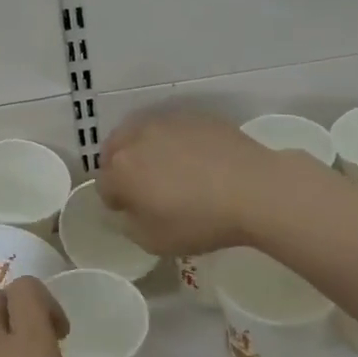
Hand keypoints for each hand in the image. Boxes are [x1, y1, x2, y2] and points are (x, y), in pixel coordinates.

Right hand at [97, 109, 291, 255]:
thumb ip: (128, 224)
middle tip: (149, 190)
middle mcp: (136, 137)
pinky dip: (175, 142)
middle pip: (115, 151)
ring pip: (143, 135)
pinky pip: (173, 129)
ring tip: (172, 171)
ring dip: (147, 151)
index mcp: (120, 168)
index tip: (136, 213)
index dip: (117, 202)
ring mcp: (166, 121)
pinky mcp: (194, 116)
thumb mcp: (153, 241)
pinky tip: (197, 160)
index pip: (103, 185)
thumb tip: (127, 209)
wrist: (254, 189)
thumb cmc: (199, 221)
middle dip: (124, 169)